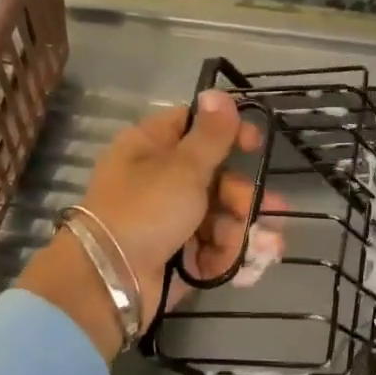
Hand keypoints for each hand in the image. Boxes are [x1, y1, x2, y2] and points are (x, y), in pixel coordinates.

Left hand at [16, 89, 271, 358]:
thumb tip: (217, 92)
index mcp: (149, 148)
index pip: (192, 126)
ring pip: (218, 218)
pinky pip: (210, 249)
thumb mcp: (182, 167)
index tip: (256, 144)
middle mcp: (157, 181)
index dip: (228, 132)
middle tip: (267, 210)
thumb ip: (210, 134)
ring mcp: (166, 221)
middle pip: (214, 178)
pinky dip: (227, 257)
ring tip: (263, 248)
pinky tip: (244, 268)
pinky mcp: (174, 255)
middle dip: (244, 198)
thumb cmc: (145, 211)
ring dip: (242, 232)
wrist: (108, 281)